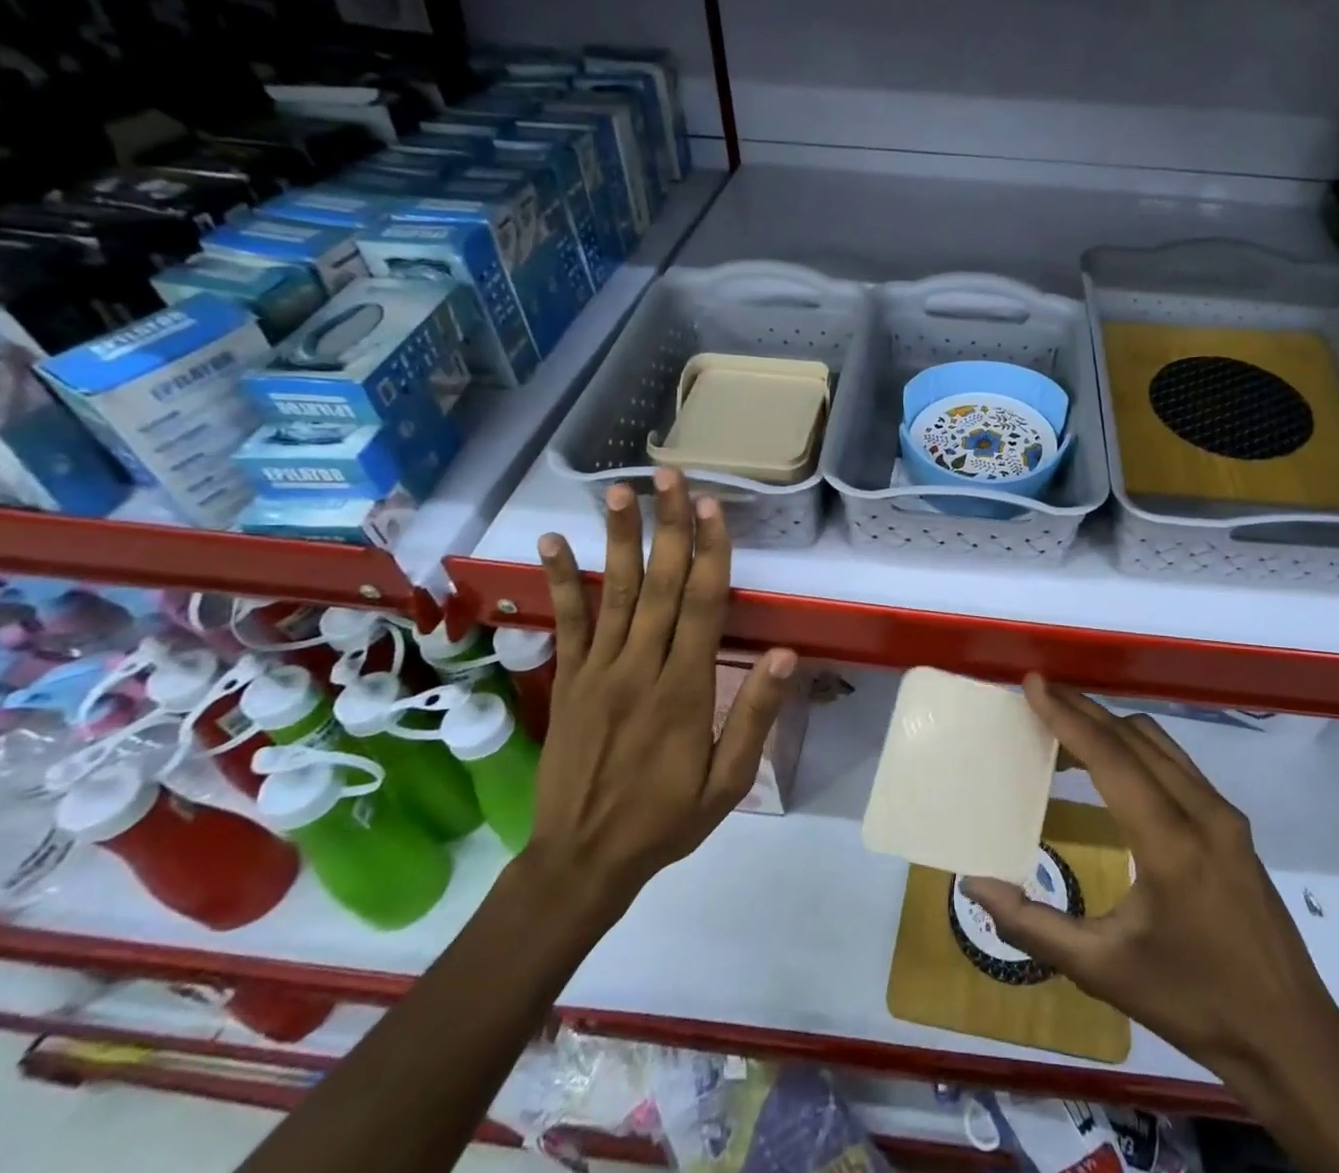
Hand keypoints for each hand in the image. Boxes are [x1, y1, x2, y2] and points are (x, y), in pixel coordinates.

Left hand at [527, 471, 797, 932]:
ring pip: (612, 592)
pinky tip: (552, 542)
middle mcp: (639, 668)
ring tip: (620, 490)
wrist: (580, 862)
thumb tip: (786, 656)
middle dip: (669, 526)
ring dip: (618, 538)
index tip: (714, 507)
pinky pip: (566, 622)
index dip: (710, 553)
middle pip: (658, 585)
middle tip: (671, 476)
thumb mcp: (727, 783)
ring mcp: (597, 671)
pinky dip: (559, 580)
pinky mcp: (568, 680)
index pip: (701, 607)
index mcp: (684, 690)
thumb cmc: (665, 820)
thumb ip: (755, 716)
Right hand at [966, 677, 1338, 1077]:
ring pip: (1159, 743)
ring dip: (1111, 726)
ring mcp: (1225, 814)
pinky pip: (1177, 762)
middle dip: (1083, 710)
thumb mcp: (1104, 971)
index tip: (1034, 683)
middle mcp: (1202, 811)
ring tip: (1066, 727)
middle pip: (1134, 737)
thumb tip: (975, 885)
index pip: (1110, 757)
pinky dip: (1137, 747)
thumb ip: (1034, 925)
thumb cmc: (1193, 1003)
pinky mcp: (1234, 823)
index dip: (1067, 716)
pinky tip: (1114, 766)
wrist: (1291, 1038)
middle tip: (1039, 695)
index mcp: (1170, 842)